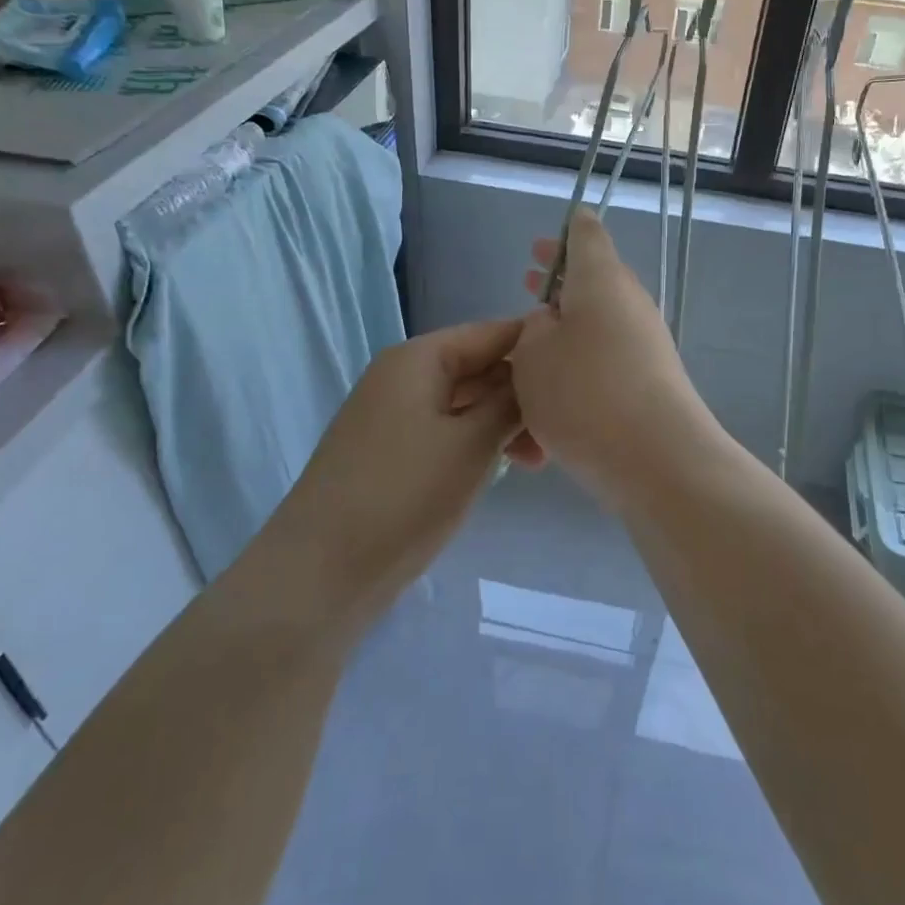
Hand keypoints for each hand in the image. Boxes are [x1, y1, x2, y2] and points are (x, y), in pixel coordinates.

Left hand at [275, 319, 541, 633]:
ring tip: (536, 462)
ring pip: (464, 403)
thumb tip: (534, 377)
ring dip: (502, 424)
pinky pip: (444, 430)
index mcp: (418, 359)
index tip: (582, 371)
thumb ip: (509, 402)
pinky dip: (475, 443)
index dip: (536, 347)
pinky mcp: (389, 451)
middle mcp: (402, 376)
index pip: (491, 333)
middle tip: (561, 434)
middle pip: (478, 368)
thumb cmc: (404, 495)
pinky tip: (499, 469)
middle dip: (521, 395)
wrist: (322, 571)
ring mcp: (392, 415)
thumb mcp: (471, 444)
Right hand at [512, 210, 717, 493]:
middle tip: (529, 281)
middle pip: (594, 281)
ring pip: (597, 328)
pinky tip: (549, 408)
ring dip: (564, 333)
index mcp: (601, 279)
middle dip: (558, 284)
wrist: (656, 459)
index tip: (546, 239)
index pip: (586, 234)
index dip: (565, 231)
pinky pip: (606, 367)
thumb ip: (534, 329)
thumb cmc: (584, 393)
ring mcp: (645, 345)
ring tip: (530, 350)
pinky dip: (577, 374)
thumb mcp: (533, 353)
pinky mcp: (650, 384)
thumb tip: (553, 322)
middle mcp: (629, 304)